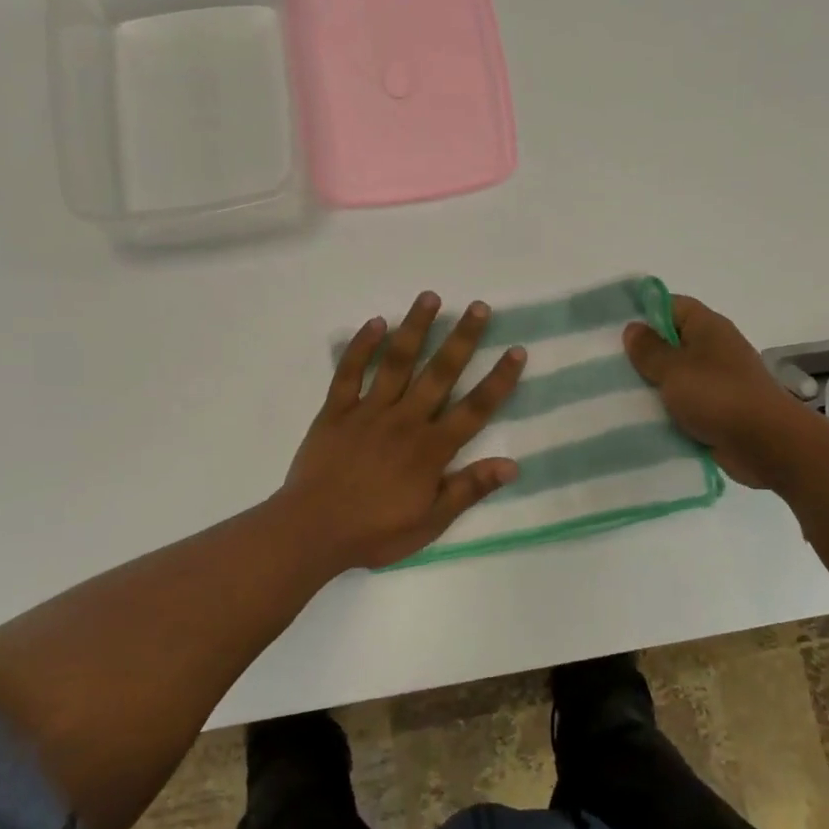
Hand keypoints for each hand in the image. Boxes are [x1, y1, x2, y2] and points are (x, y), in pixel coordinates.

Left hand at [280, 292, 527, 571]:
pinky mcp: (336, 410)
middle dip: (462, 338)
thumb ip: (468, 489)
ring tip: (430, 297)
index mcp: (431, 449)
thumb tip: (511, 464)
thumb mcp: (430, 522)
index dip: (498, 380)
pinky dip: (361, 346)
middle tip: (479, 307)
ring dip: (415, 328)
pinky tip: (375, 322)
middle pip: (440, 373)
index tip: (516, 350)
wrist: (312, 531)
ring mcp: (368, 411)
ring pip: (397, 362)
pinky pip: (349, 372)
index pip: (474, 409)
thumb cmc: (375, 531)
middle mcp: (405, 420)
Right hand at [623, 295, 801, 488]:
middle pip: (671, 341)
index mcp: (707, 327)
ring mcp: (717, 380)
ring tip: (616, 392)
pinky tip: (640, 417)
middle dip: (642, 353)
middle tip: (606, 363)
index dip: (643, 312)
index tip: (613, 328)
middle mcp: (714, 348)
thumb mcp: (673, 368)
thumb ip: (649, 349)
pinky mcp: (718, 409)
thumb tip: (633, 328)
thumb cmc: (718, 396)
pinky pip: (684, 402)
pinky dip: (666, 408)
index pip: (671, 305)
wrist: (766, 444)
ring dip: (652, 385)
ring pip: (675, 375)